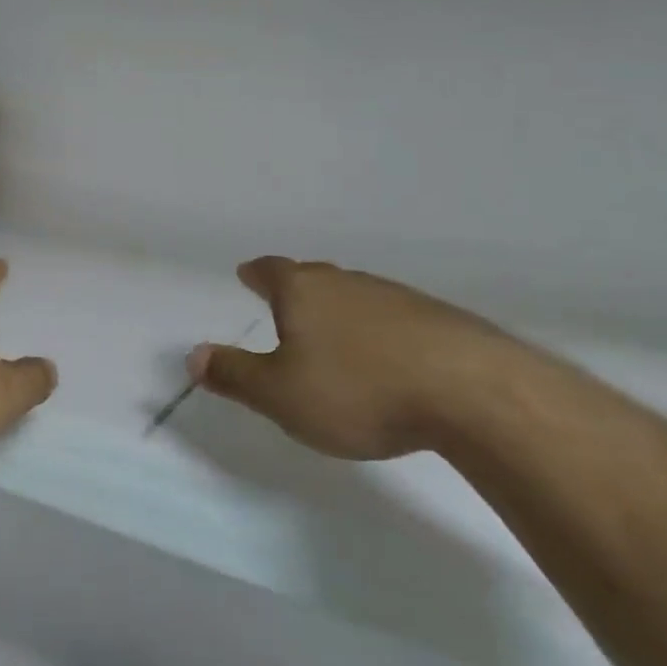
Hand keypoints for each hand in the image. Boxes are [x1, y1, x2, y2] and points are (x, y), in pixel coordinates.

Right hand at [189, 259, 518, 460]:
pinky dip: (379, 331)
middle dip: (296, 289)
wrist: (473, 393)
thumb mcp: (280, 394)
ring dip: (339, 310)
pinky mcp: (439, 321)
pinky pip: (393, 318)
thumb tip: (193, 356)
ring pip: (355, 296)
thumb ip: (234, 375)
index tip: (247, 274)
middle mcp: (347, 283)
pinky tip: (387, 357)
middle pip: (313, 277)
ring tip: (334, 333)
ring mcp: (396, 298)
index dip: (256, 274)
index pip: (271, 271)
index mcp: (303, 292)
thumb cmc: (358, 390)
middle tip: (285, 303)